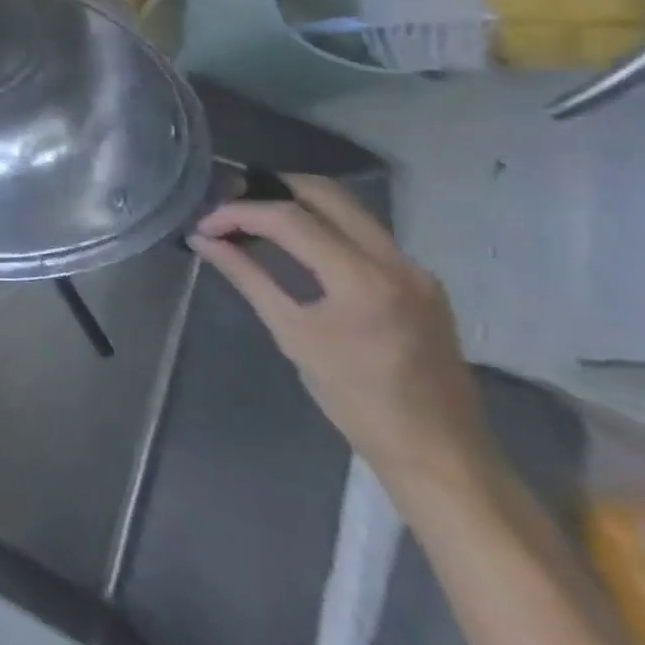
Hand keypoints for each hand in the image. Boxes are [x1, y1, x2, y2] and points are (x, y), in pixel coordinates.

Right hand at [191, 175, 489, 490]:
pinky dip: (324, 226)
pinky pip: (364, 232)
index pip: (288, 219)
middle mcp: (395, 261)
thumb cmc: (357, 400)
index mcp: (362, 279)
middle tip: (231, 206)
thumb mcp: (292, 335)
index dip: (238, 213)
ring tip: (256, 220)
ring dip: (298, 204)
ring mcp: (414, 268)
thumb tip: (203, 240)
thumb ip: (247, 276)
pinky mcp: (421, 280)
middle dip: (271, 190)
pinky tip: (295, 244)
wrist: (441, 454)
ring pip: (348, 208)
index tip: (205, 225)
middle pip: (325, 194)